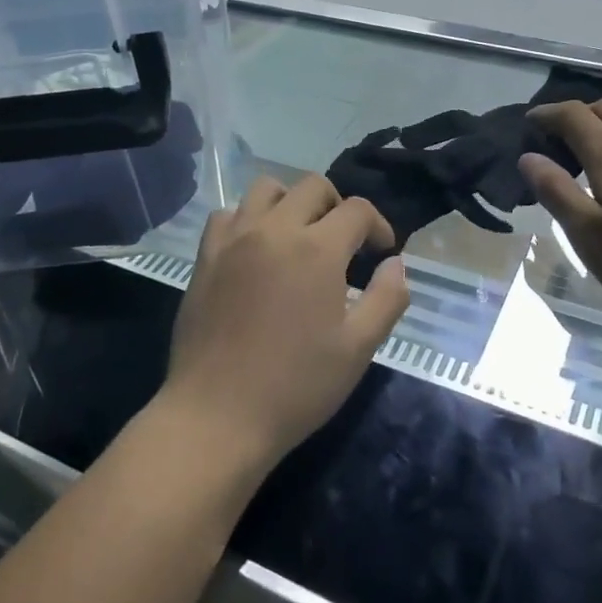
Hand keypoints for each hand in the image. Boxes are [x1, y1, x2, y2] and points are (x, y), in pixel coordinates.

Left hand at [162, 176, 408, 477]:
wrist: (217, 415)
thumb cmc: (296, 386)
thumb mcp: (358, 349)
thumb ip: (386, 298)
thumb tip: (396, 264)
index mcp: (316, 249)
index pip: (356, 209)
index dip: (378, 225)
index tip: (382, 252)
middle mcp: (273, 230)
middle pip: (312, 187)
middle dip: (337, 206)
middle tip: (344, 243)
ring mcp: (233, 239)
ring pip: (266, 189)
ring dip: (291, 203)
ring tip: (298, 237)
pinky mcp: (205, 257)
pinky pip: (228, 214)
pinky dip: (248, 218)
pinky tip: (255, 250)